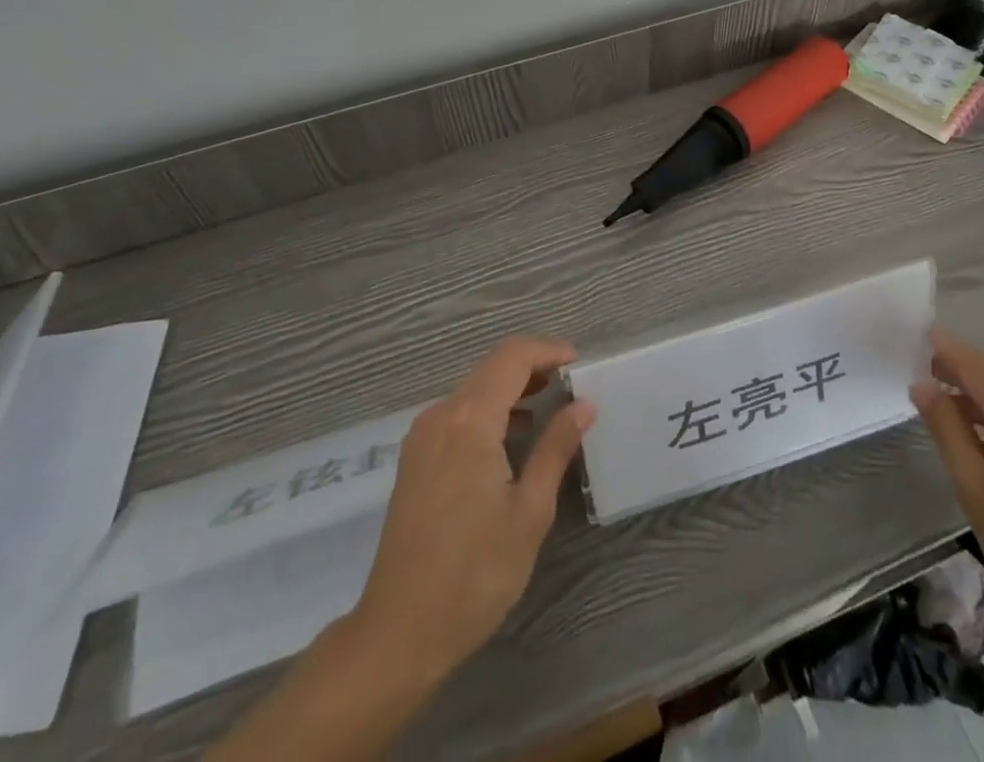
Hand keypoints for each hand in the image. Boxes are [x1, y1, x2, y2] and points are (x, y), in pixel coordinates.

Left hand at [348, 336, 596, 687]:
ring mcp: (422, 437)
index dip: (547, 351)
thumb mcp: (529, 512)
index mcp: (469, 420)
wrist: (399, 632)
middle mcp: (441, 415)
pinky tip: (511, 441)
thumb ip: (556, 448)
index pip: (512, 358)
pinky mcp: (415, 460)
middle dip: (532, 369)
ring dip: (510, 391)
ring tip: (549, 410)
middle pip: (491, 369)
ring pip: (473, 392)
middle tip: (570, 385)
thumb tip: (583, 405)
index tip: (578, 362)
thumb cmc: (474, 573)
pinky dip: (489, 413)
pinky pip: (457, 416)